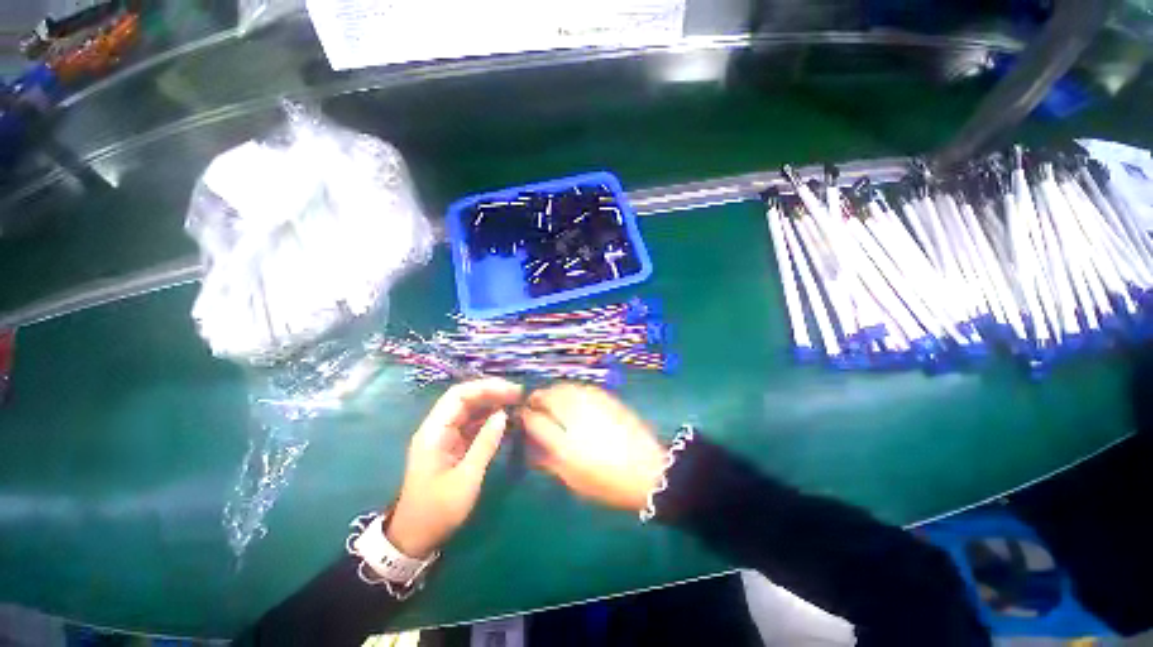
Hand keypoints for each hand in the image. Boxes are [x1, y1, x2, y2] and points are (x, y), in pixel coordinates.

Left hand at [386, 378, 522, 557]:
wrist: (414, 538)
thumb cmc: (438, 510)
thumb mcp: (466, 478)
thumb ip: (485, 444)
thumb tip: (503, 415)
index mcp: (434, 432)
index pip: (458, 396)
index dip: (485, 388)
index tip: (510, 391)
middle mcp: (438, 428)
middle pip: (465, 398)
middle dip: (491, 392)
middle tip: (518, 394)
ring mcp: (445, 436)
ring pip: (470, 410)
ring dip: (492, 403)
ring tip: (516, 402)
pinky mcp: (452, 445)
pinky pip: (472, 424)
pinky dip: (489, 419)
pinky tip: (506, 419)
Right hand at [520, 383, 665, 511]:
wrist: (648, 470)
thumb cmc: (608, 482)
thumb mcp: (574, 479)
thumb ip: (550, 462)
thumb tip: (533, 450)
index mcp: (563, 442)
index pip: (535, 421)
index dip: (525, 416)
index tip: (521, 415)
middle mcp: (575, 417)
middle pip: (549, 396)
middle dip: (537, 397)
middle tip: (533, 402)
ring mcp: (593, 404)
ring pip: (565, 387)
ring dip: (553, 390)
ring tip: (550, 396)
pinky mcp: (607, 399)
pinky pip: (583, 387)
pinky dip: (572, 388)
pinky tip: (572, 394)